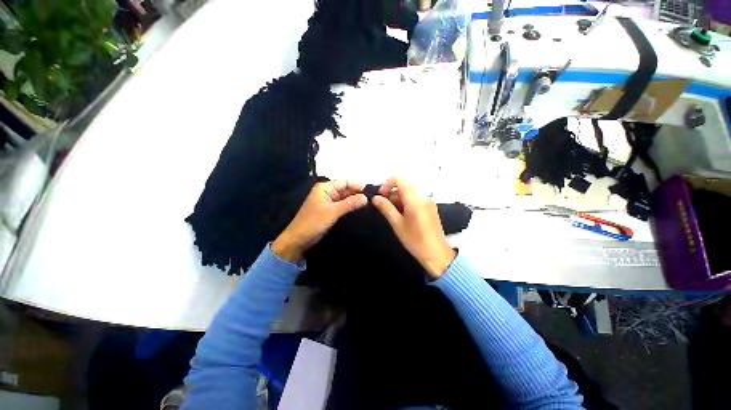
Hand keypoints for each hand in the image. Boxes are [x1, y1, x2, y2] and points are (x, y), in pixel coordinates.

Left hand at [272, 180, 367, 261]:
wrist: (298, 240)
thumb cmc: (313, 223)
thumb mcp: (332, 212)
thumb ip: (349, 203)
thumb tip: (366, 197)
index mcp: (325, 188)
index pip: (345, 182)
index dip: (358, 185)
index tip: (371, 192)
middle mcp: (328, 192)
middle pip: (346, 189)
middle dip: (358, 193)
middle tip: (373, 199)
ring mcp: (329, 201)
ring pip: (346, 197)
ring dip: (355, 200)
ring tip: (370, 204)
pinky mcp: (330, 210)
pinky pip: (343, 205)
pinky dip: (351, 206)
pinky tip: (361, 209)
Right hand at [372, 177, 455, 278]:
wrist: (437, 254)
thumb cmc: (415, 240)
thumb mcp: (397, 224)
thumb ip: (386, 208)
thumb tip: (375, 198)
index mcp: (415, 200)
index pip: (400, 179)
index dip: (387, 184)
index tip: (380, 196)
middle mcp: (423, 197)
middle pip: (404, 186)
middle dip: (391, 193)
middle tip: (383, 207)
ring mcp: (428, 202)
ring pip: (409, 193)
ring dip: (398, 199)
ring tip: (392, 214)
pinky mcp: (430, 208)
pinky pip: (415, 199)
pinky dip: (406, 203)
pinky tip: (402, 216)